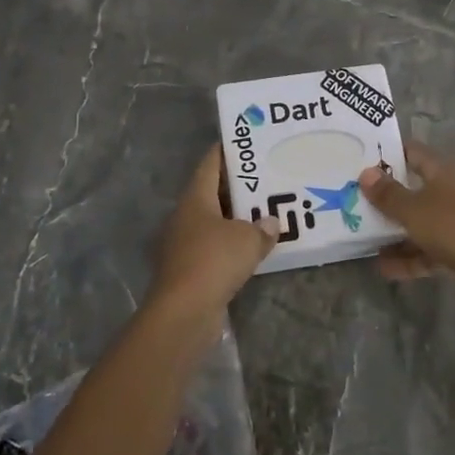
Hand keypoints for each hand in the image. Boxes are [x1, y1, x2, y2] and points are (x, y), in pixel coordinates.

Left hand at [150, 146, 279, 314]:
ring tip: (266, 212)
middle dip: (238, 187)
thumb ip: (262, 227)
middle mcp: (185, 217)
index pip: (209, 164)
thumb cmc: (213, 261)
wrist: (184, 311)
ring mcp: (184, 245)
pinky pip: (215, 248)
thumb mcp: (247, 239)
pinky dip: (233, 245)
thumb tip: (270, 222)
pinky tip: (254, 248)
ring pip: (215, 223)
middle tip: (266, 178)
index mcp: (194, 199)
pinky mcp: (189, 270)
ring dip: (237, 219)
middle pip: (212, 193)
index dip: (226, 152)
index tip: (246, 143)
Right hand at [358, 142, 454, 300]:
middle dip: (392, 201)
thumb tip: (366, 173)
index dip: (391, 156)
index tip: (365, 163)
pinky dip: (414, 256)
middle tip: (362, 207)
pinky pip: (436, 248)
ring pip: (427, 222)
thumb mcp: (414, 210)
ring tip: (370, 246)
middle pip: (420, 190)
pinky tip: (388, 269)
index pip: (416, 153)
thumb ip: (388, 194)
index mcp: (448, 171)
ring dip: (399, 234)